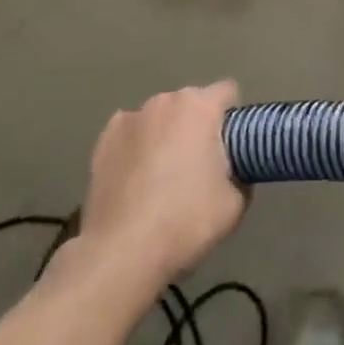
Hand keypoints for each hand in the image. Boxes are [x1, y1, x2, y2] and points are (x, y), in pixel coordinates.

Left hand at [79, 82, 247, 287]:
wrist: (122, 252)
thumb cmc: (186, 221)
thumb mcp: (235, 204)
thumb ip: (241, 175)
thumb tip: (233, 171)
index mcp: (200, 107)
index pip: (227, 92)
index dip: (233, 117)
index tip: (232, 147)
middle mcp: (164, 101)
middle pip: (191, 105)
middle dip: (198, 127)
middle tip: (199, 168)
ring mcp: (129, 118)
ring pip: (160, 119)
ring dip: (166, 136)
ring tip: (162, 178)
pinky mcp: (103, 140)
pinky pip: (131, 134)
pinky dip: (137, 148)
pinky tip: (135, 180)